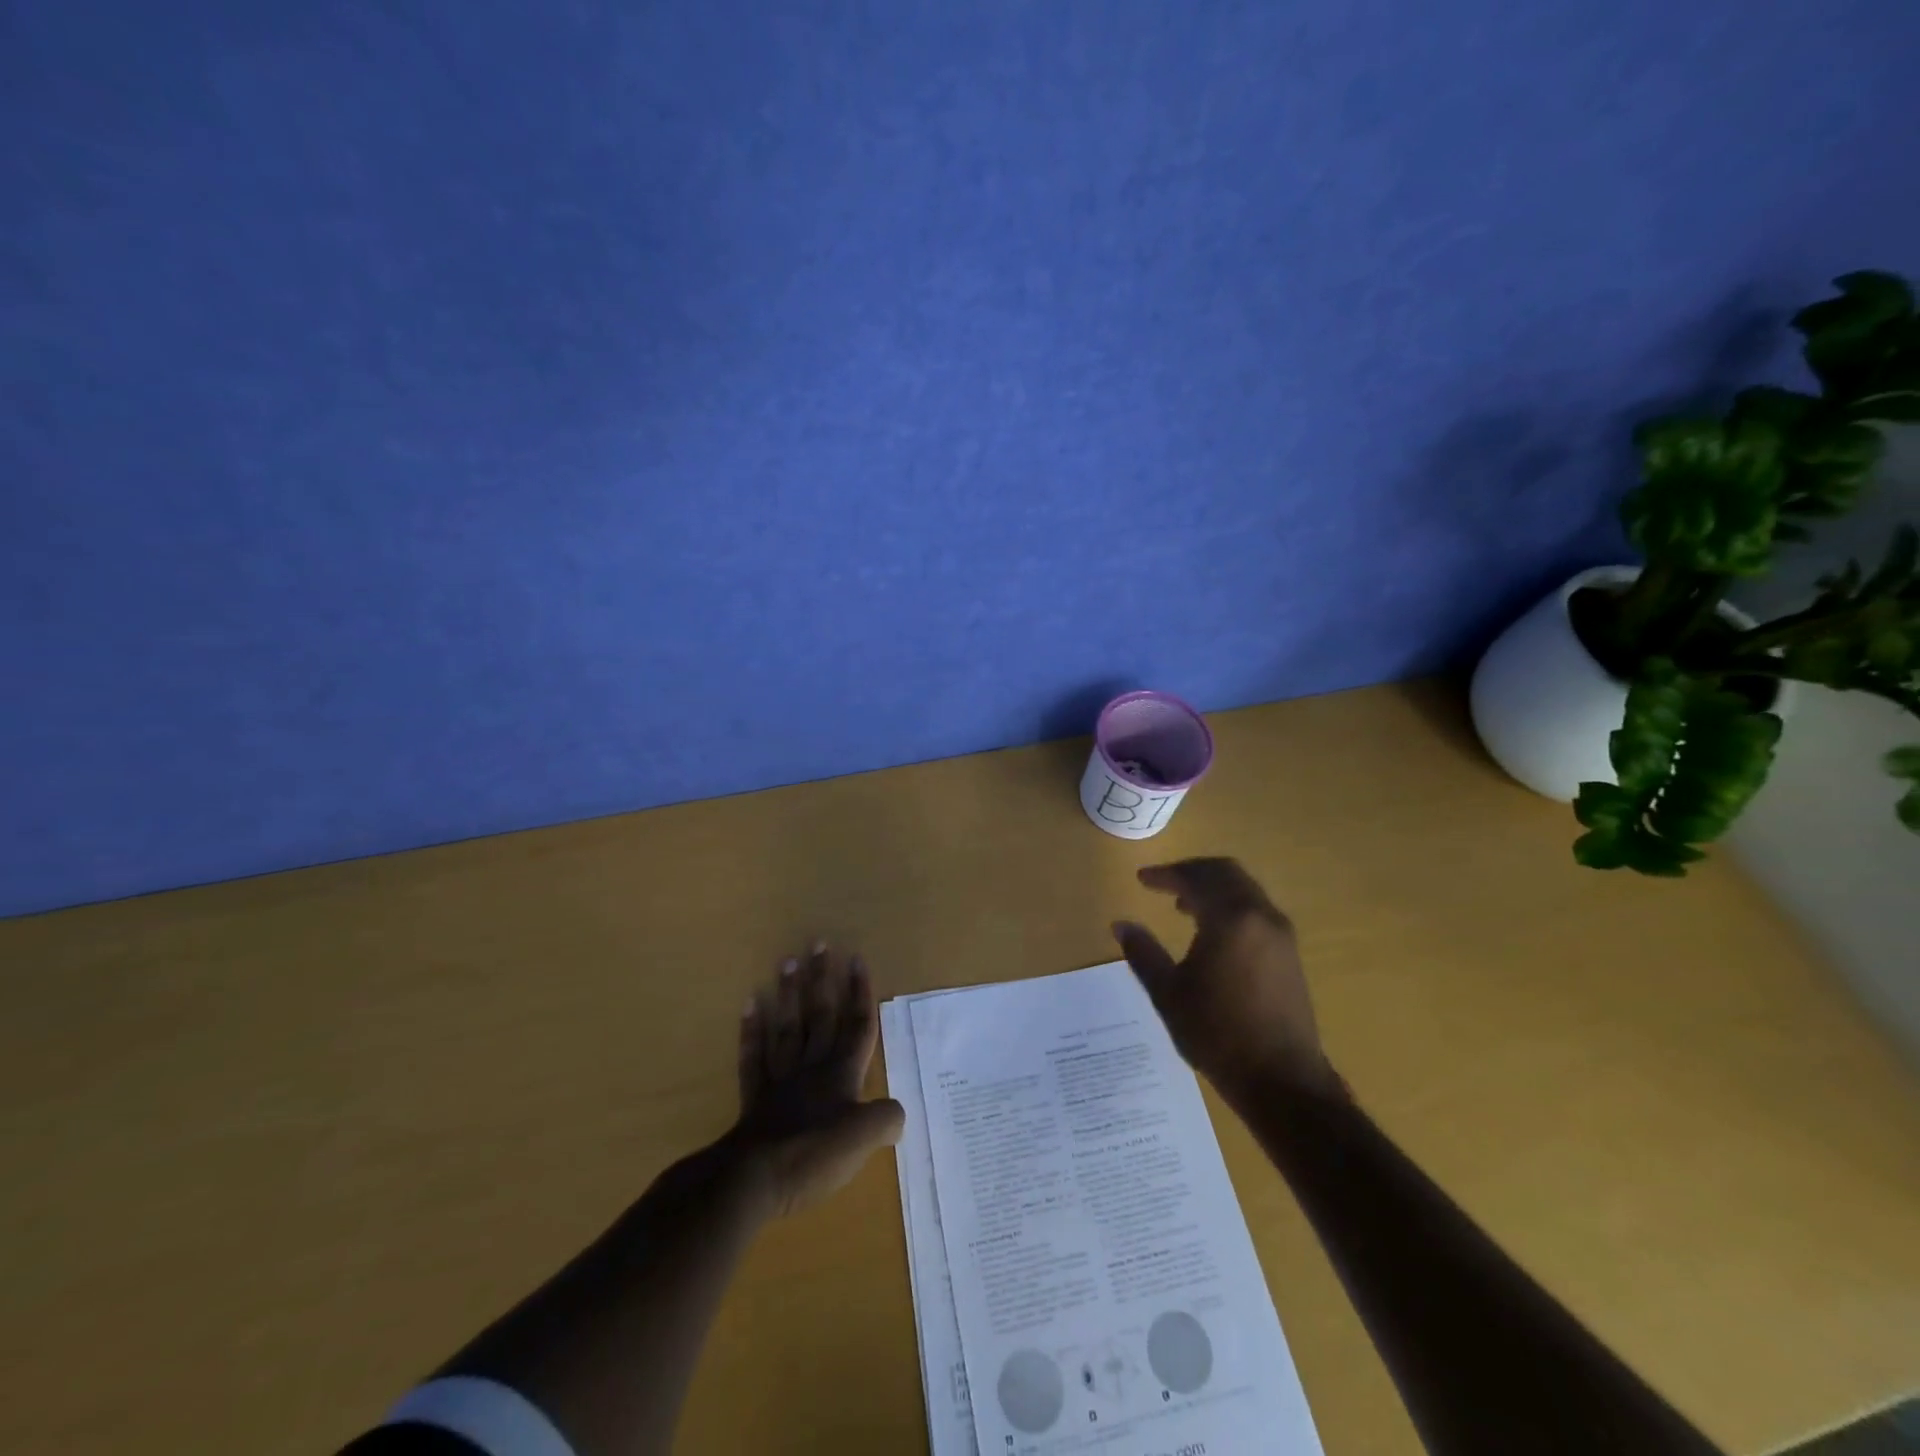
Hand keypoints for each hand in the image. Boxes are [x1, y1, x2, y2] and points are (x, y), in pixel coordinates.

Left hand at [725, 941, 905, 1218]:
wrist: (754, 1179)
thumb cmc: (814, 1154)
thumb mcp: (864, 1139)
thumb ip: (886, 1119)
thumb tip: (896, 1115)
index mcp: (842, 1074)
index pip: (857, 1025)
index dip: (860, 992)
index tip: (857, 958)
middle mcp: (813, 1067)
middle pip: (821, 1015)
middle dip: (823, 979)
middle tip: (819, 943)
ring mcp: (781, 1079)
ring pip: (788, 1027)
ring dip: (789, 994)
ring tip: (787, 961)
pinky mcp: (755, 1097)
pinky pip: (754, 1056)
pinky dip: (751, 1030)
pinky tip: (749, 1004)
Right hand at [1111, 858, 1340, 1102]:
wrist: (1283, 1082)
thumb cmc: (1218, 1034)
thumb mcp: (1169, 993)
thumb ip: (1143, 953)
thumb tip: (1121, 925)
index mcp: (1231, 919)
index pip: (1196, 878)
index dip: (1166, 874)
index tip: (1142, 879)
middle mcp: (1261, 916)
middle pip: (1226, 873)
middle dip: (1192, 873)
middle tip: (1164, 883)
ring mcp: (1281, 935)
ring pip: (1244, 890)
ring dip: (1213, 889)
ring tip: (1182, 906)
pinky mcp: (1289, 955)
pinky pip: (1256, 911)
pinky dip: (1231, 906)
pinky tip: (1212, 933)